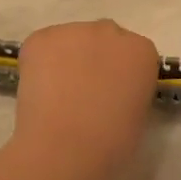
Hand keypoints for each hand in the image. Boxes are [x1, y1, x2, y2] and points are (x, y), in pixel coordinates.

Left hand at [8, 20, 159, 179]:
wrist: (66, 148)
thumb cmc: (111, 143)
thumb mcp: (138, 115)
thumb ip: (129, 91)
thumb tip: (111, 94)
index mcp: (142, 51)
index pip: (133, 53)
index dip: (119, 73)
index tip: (111, 94)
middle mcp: (111, 31)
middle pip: (103, 39)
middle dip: (95, 59)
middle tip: (83, 92)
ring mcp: (74, 31)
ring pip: (70, 41)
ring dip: (66, 60)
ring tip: (56, 94)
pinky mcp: (41, 38)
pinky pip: (42, 46)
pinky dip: (38, 64)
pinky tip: (39, 91)